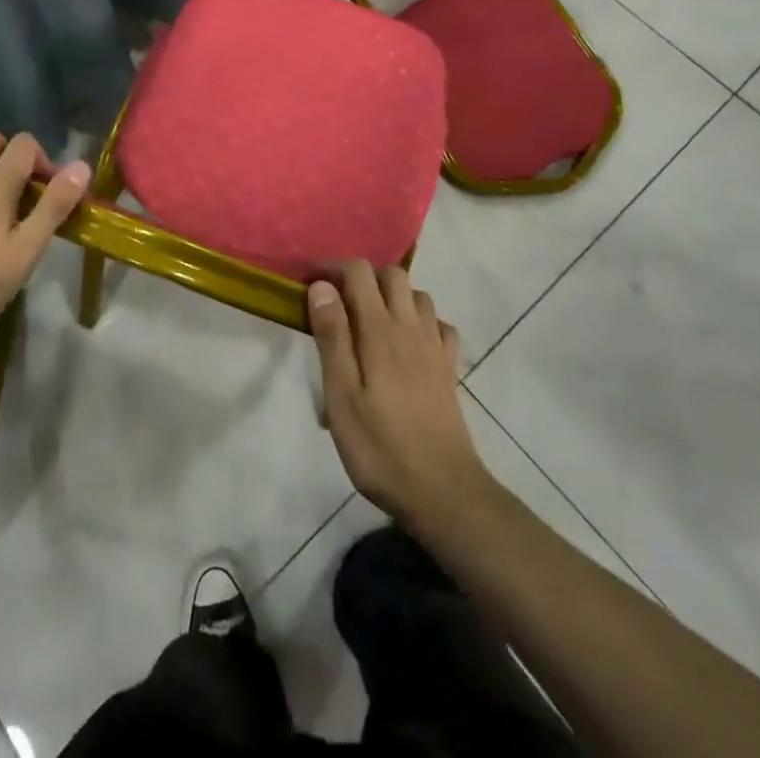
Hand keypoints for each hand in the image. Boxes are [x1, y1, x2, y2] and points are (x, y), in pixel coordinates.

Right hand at [307, 262, 487, 526]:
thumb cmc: (380, 447)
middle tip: (338, 301)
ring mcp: (435, 348)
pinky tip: (409, 343)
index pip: (359, 272)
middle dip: (363, 276)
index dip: (333, 267)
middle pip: (393, 275)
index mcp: (380, 331)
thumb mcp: (342, 396)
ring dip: (393, 296)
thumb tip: (321, 287)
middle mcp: (411, 328)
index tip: (309, 282)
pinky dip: (422, 322)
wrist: (444, 492)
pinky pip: (440, 326)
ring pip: (418, 296)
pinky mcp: (450, 370)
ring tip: (370, 320)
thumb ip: (332, 337)